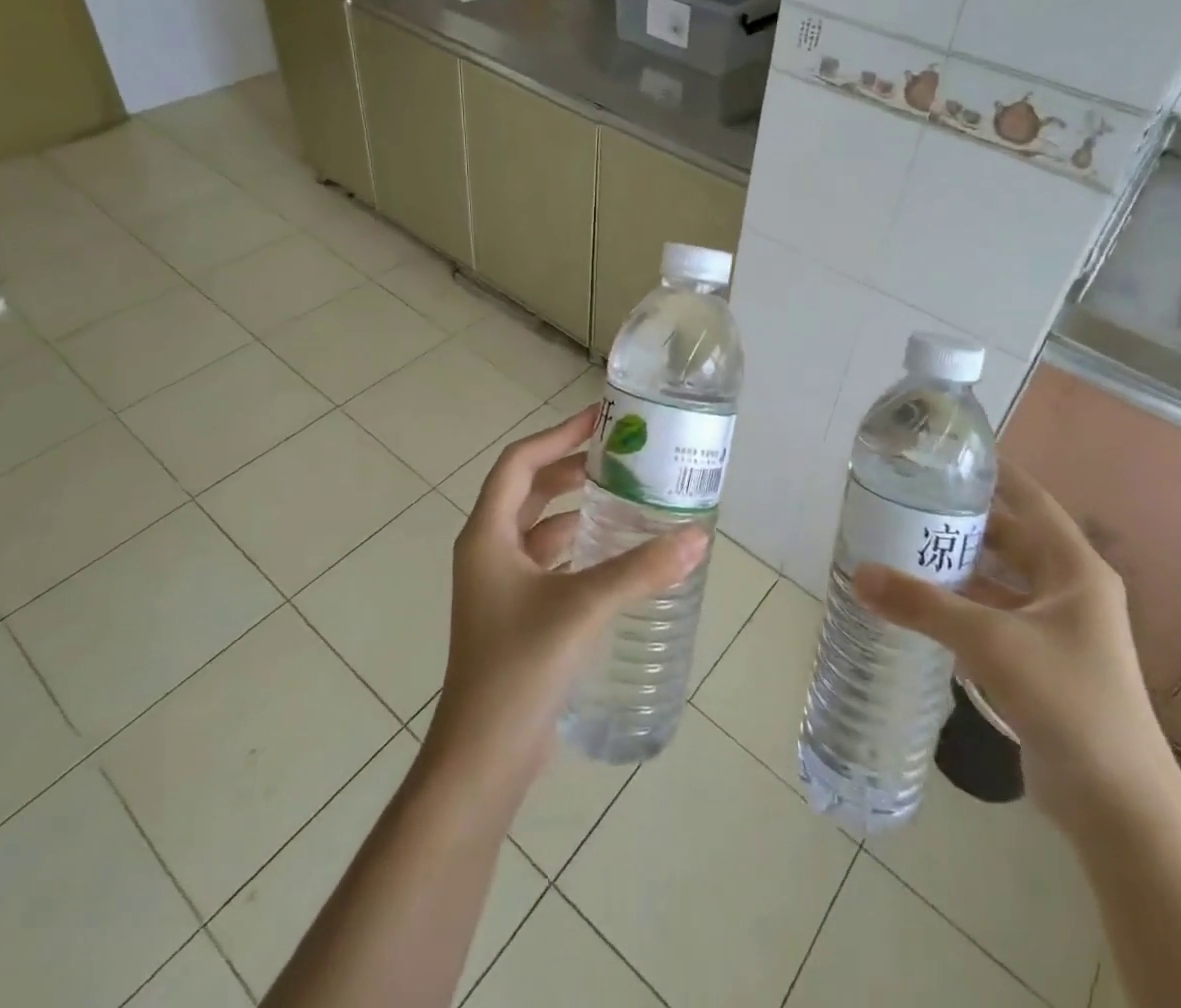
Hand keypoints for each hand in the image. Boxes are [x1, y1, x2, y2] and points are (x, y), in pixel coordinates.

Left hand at [423, 406, 708, 794]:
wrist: (483, 758)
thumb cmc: (520, 668)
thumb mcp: (583, 608)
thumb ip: (641, 570)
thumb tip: (698, 537)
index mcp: (487, 535)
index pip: (520, 462)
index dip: (558, 435)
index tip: (600, 420)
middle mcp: (488, 551)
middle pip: (531, 490)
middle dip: (573, 468)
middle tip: (623, 458)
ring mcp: (500, 585)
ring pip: (541, 528)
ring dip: (578, 509)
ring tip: (627, 498)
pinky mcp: (517, 614)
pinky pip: (549, 561)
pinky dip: (578, 547)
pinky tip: (616, 554)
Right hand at [853, 459, 1175, 834]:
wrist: (1119, 808)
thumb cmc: (1067, 701)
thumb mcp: (990, 643)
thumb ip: (923, 605)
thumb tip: (858, 573)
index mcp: (1074, 569)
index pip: (1030, 499)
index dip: (993, 472)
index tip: (948, 453)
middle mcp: (1069, 590)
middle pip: (1009, 539)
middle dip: (961, 521)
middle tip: (907, 502)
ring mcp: (1057, 629)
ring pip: (999, 581)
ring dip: (958, 567)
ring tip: (903, 547)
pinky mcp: (1042, 663)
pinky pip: (994, 617)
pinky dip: (962, 608)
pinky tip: (922, 606)